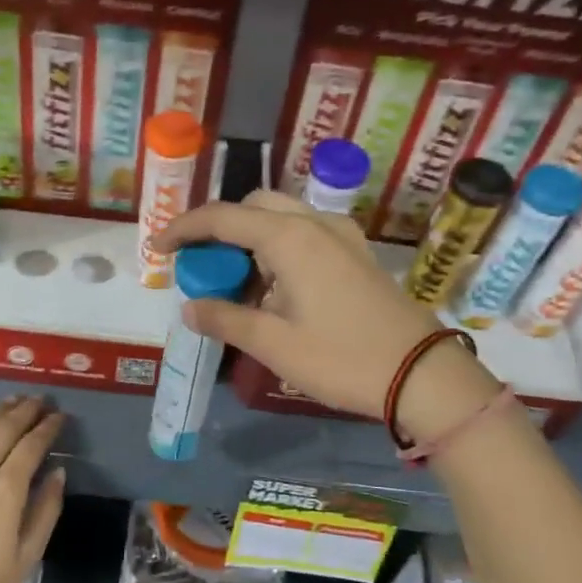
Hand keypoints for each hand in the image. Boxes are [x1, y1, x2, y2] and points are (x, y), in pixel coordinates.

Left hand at [0, 396, 65, 582]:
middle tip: (40, 400)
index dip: (48, 427)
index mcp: (7, 490)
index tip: (60, 415)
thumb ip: (46, 510)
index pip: (32, 445)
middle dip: (25, 410)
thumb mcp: (27, 556)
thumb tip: (58, 472)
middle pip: (4, 428)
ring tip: (11, 402)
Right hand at [152, 191, 497, 437]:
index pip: (222, 218)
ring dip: (250, 239)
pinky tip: (275, 287)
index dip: (184, 228)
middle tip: (200, 264)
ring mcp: (341, 236)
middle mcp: (315, 224)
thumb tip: (189, 308)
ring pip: (281, 218)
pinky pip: (305, 234)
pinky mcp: (356, 254)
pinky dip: (277, 247)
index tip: (158, 247)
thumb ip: (225, 319)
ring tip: (234, 283)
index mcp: (289, 238)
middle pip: (253, 207)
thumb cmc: (342, 358)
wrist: (423, 375)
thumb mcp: (273, 344)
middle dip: (220, 228)